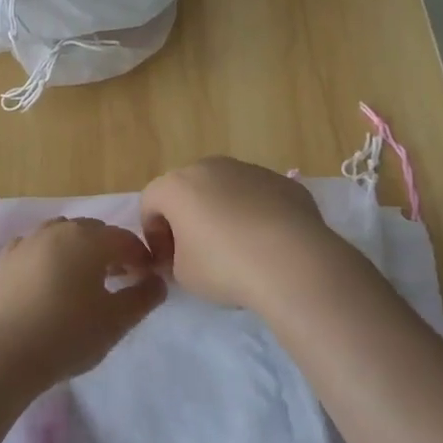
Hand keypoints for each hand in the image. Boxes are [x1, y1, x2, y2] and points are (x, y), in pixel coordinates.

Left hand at [0, 218, 165, 387]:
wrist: (3, 355)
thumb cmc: (68, 335)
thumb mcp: (117, 321)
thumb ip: (144, 297)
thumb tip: (156, 281)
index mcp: (89, 240)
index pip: (125, 240)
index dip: (142, 258)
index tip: (147, 281)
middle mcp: (57, 231)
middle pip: (93, 232)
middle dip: (111, 250)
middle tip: (120, 279)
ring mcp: (26, 243)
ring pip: (62, 235)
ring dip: (79, 250)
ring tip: (84, 279)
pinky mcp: (4, 261)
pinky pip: (34, 248)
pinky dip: (48, 256)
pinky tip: (48, 279)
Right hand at [140, 157, 344, 311]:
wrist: (292, 262)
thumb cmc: (224, 266)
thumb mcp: (183, 274)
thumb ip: (173, 260)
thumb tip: (181, 256)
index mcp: (178, 185)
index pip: (151, 202)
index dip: (153, 233)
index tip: (166, 261)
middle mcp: (212, 167)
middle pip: (189, 189)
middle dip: (187, 217)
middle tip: (196, 252)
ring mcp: (252, 171)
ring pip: (226, 190)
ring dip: (222, 213)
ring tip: (237, 248)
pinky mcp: (285, 183)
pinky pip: (259, 197)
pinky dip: (255, 214)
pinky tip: (266, 244)